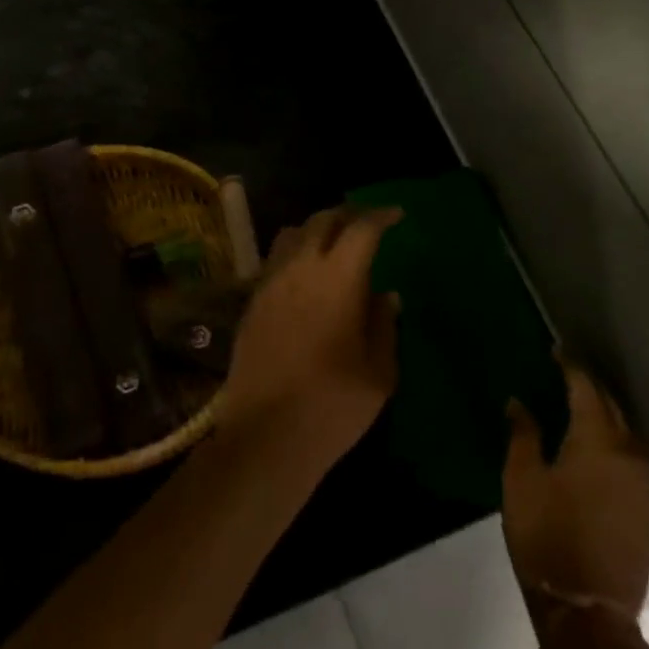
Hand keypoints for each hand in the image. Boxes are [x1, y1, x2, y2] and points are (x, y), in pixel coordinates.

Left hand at [218, 206, 402, 469]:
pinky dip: (294, 253)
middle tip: (366, 224)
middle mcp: (300, 268)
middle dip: (347, 215)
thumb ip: (384, 325)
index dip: (380, 216)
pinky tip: (305, 277)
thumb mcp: (379, 372)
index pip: (361, 228)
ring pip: (292, 234)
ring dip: (316, 229)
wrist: (266, 434)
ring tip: (333, 244)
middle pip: (322, 220)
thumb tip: (385, 295)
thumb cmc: (334, 405)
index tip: (396, 215)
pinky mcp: (252, 302)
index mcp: (338, 278)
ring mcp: (271, 283)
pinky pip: (274, 260)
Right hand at [502, 360, 648, 628]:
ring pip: (627, 435)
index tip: (556, 349)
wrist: (588, 612)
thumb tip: (519, 402)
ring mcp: (644, 486)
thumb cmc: (546, 536)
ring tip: (583, 409)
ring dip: (607, 416)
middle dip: (591, 387)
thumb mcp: (521, 480)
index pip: (585, 388)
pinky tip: (598, 453)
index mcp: (597, 440)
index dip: (570, 366)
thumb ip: (523, 435)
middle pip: (612, 408)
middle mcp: (628, 455)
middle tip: (567, 374)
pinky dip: (616, 446)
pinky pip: (633, 462)